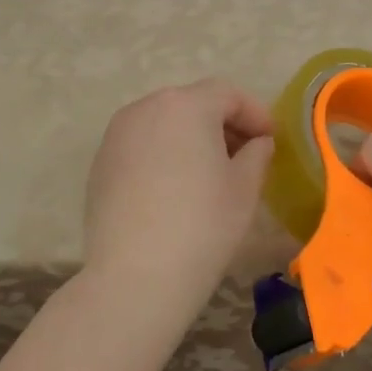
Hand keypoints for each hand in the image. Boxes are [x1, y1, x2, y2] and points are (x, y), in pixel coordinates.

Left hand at [83, 79, 274, 314]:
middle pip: (192, 103)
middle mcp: (145, 108)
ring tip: (210, 174)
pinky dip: (164, 155)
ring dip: (191, 138)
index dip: (255, 114)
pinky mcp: (100, 164)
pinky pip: (141, 146)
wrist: (136, 276)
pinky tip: (175, 190)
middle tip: (245, 155)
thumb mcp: (245, 187)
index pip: (227, 94)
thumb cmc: (203, 224)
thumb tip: (256, 143)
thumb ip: (257, 153)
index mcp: (185, 105)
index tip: (271, 140)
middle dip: (222, 123)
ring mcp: (116, 135)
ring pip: (164, 124)